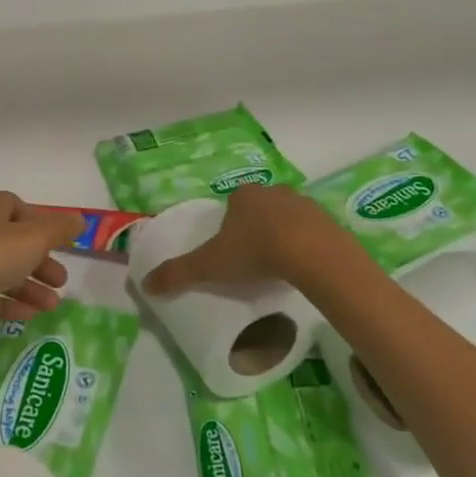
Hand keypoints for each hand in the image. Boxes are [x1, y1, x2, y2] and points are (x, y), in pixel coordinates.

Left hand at [0, 193, 82, 343]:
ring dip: (30, 287)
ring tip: (52, 307)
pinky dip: (8, 303)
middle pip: (13, 242)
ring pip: (2, 270)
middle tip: (61, 281)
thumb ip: (59, 229)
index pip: (17, 207)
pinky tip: (28, 317)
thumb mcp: (33, 238)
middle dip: (40, 262)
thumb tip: (79, 220)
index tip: (60, 244)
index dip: (41, 224)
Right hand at [141, 184, 343, 293]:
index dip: (229, 224)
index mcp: (243, 195)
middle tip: (253, 258)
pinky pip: (313, 231)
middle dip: (256, 226)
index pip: (232, 203)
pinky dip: (307, 244)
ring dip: (283, 234)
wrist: (313, 254)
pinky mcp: (329, 220)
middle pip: (261, 207)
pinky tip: (304, 266)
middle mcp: (273, 191)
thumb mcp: (210, 265)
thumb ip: (178, 273)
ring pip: (288, 217)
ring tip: (279, 265)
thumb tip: (146, 284)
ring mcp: (305, 204)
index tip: (230, 248)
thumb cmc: (255, 251)